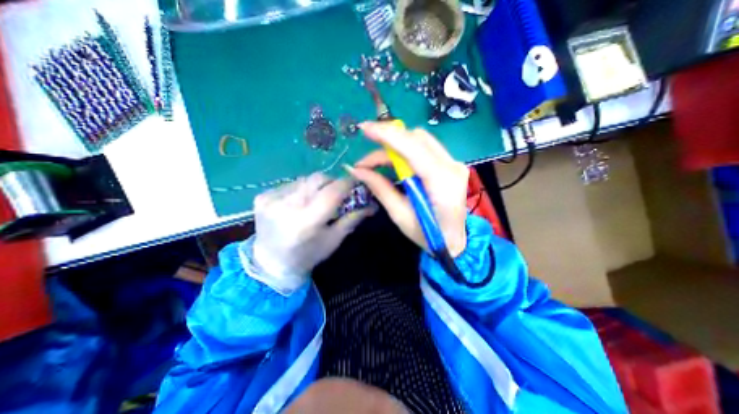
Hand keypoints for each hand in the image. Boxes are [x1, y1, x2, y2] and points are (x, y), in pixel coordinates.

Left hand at [253, 173, 372, 282]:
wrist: (271, 264)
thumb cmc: (308, 255)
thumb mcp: (334, 239)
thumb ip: (353, 218)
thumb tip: (372, 204)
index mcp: (307, 221)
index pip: (333, 191)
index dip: (348, 183)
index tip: (357, 183)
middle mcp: (286, 205)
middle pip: (319, 178)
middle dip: (333, 183)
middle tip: (338, 193)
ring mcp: (271, 199)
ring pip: (305, 179)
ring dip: (317, 186)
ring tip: (317, 200)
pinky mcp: (262, 196)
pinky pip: (291, 184)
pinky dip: (301, 190)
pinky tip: (300, 204)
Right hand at [348, 121, 466, 256]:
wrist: (455, 242)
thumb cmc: (428, 235)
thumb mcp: (400, 215)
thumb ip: (380, 188)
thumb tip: (357, 170)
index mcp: (441, 182)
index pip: (413, 148)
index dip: (387, 135)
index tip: (364, 130)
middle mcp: (452, 166)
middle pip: (417, 138)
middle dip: (387, 141)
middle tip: (366, 158)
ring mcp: (454, 163)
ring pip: (421, 140)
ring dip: (395, 146)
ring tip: (375, 162)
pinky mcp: (451, 165)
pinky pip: (425, 148)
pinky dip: (405, 150)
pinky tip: (393, 162)